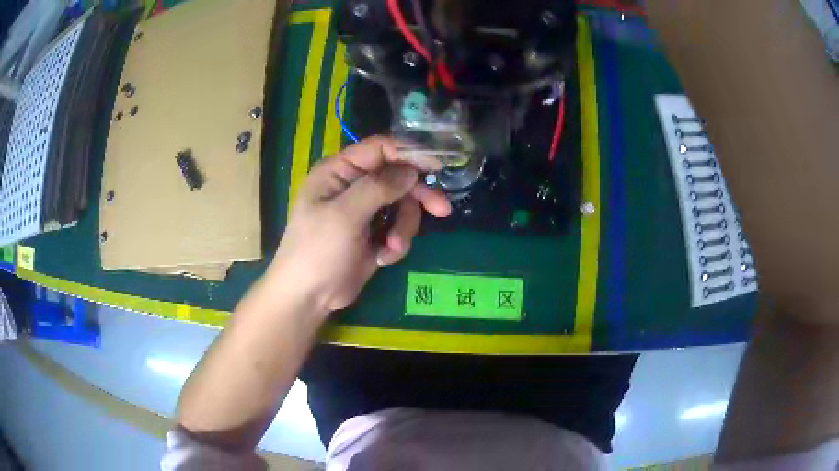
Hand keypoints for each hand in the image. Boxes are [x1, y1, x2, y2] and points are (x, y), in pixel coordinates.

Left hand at [268, 136, 451, 312]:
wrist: (309, 297)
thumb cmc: (318, 250)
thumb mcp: (345, 215)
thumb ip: (378, 188)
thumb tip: (411, 170)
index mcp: (339, 171)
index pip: (379, 149)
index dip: (408, 153)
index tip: (436, 165)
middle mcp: (353, 186)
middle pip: (397, 177)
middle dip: (416, 197)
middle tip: (441, 210)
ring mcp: (365, 211)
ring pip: (402, 205)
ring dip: (403, 228)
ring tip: (391, 247)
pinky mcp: (374, 234)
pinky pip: (398, 228)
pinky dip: (396, 243)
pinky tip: (382, 258)